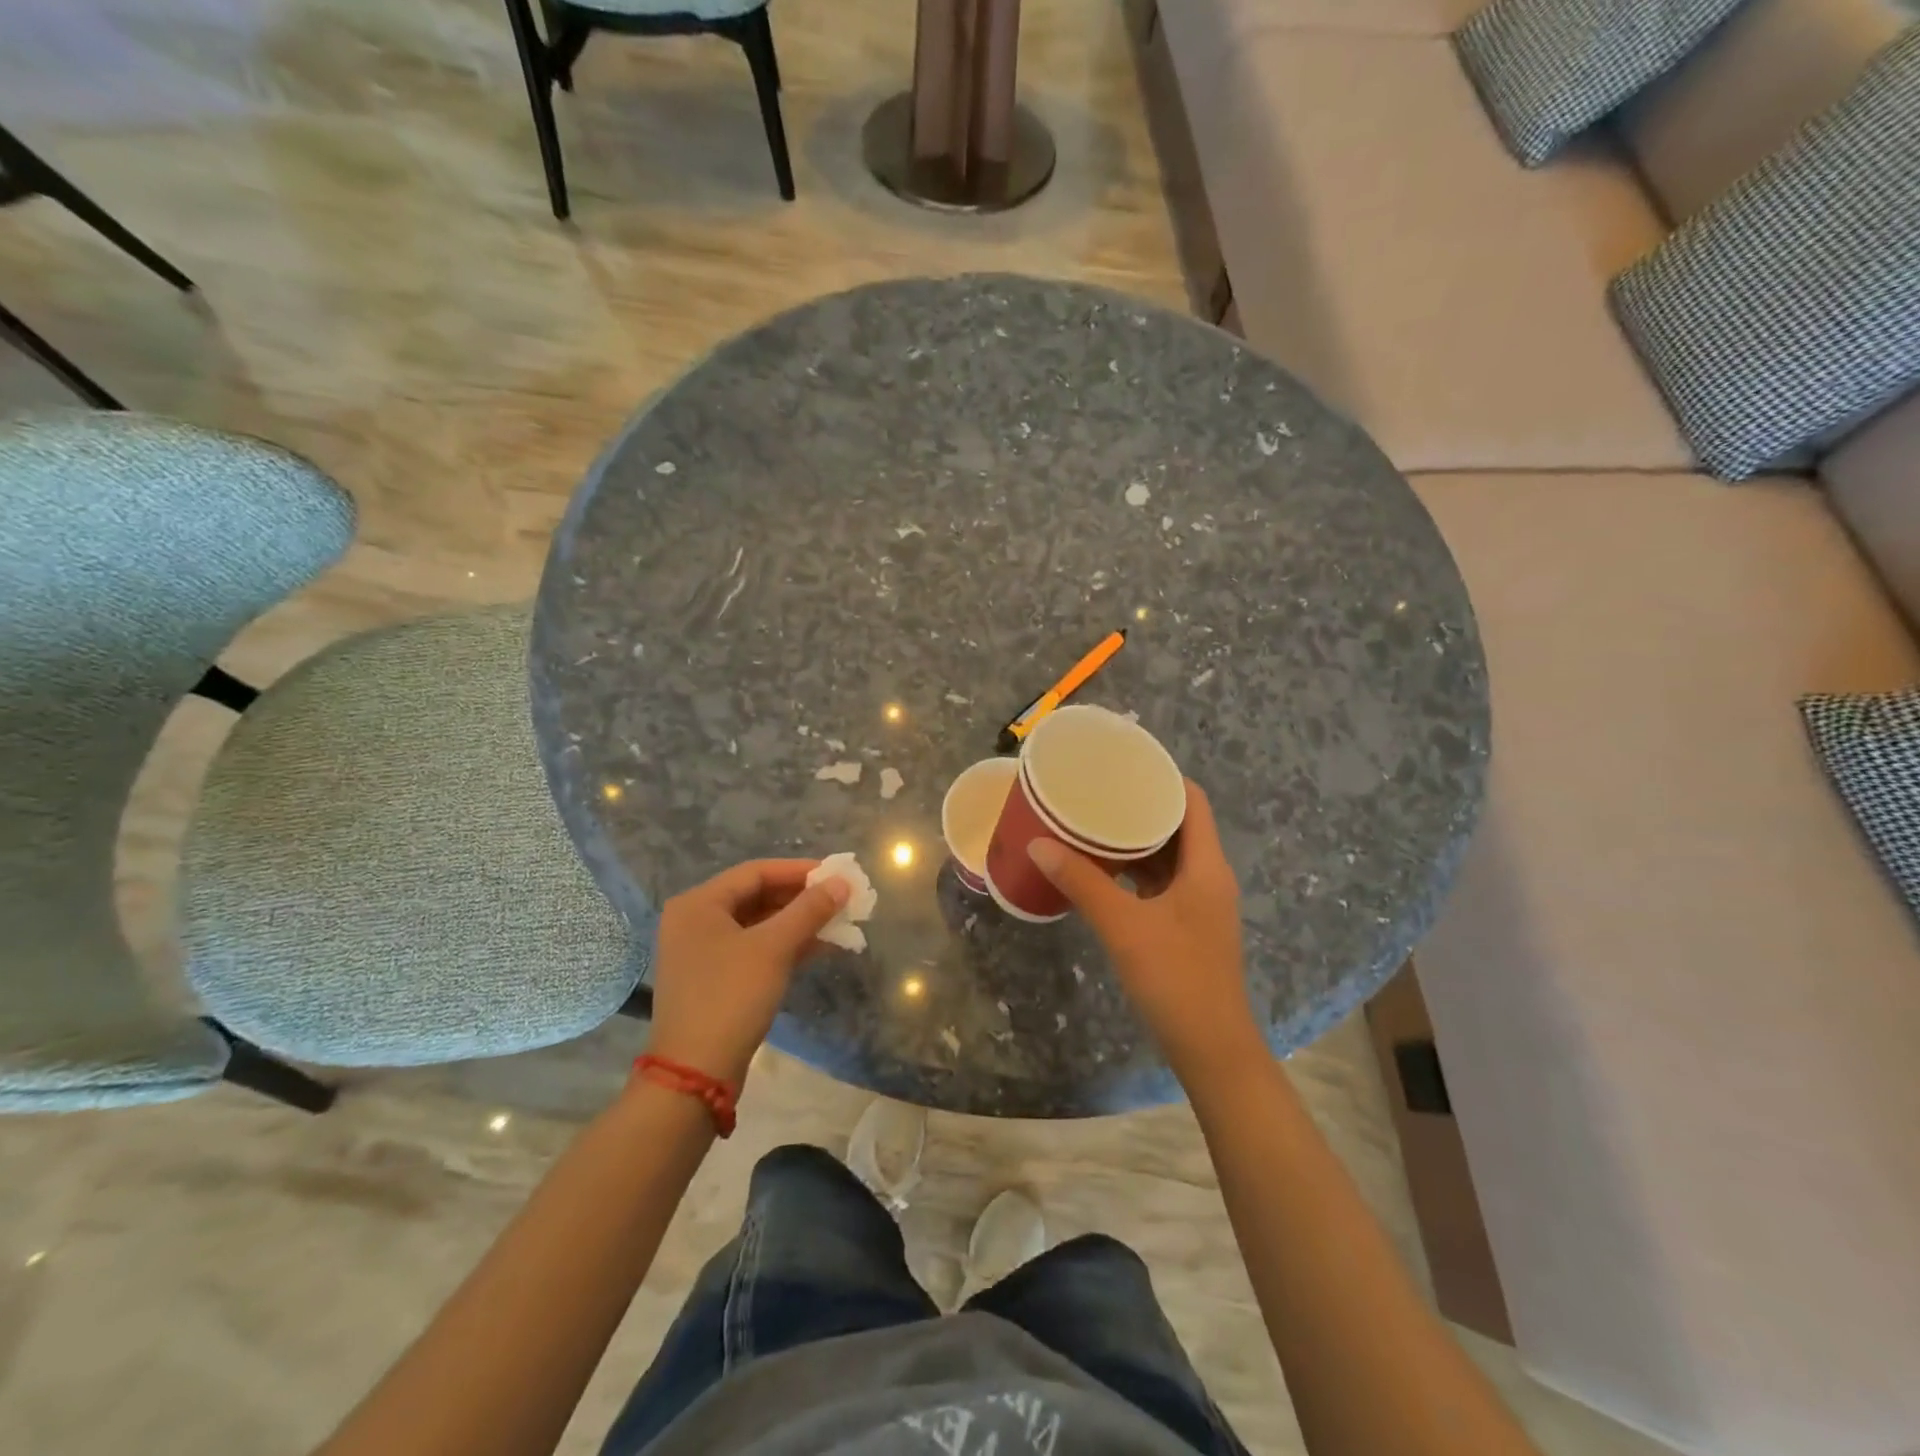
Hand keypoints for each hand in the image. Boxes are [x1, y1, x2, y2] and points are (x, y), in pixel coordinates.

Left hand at [645, 860, 849, 1087]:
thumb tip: (842, 883)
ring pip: (758, 925)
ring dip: (797, 923)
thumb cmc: (731, 997)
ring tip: (838, 923)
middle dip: (801, 898)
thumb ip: (810, 910)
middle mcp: (695, 921)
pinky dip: (784, 946)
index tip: (837, 874)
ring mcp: (702, 953)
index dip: (800, 871)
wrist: (695, 1074)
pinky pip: (754, 949)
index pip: (756, 872)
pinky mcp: (713, 979)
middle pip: (757, 896)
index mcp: (699, 904)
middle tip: (841, 900)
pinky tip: (819, 948)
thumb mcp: (774, 948)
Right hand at [1028, 782, 1264, 1086]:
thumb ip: (1082, 882)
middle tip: (1096, 792)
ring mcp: (1199, 903)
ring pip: (1168, 855)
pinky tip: (1102, 870)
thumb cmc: (1176, 979)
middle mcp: (1208, 876)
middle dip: (1139, 806)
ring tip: (1092, 823)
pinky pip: (1160, 882)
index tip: (1122, 764)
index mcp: (1206, 865)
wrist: (1211, 1049)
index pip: (1191, 800)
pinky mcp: (1187, 925)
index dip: (1161, 777)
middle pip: (1178, 824)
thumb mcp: (1123, 926)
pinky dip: (1134, 870)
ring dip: (1135, 840)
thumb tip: (1039, 843)